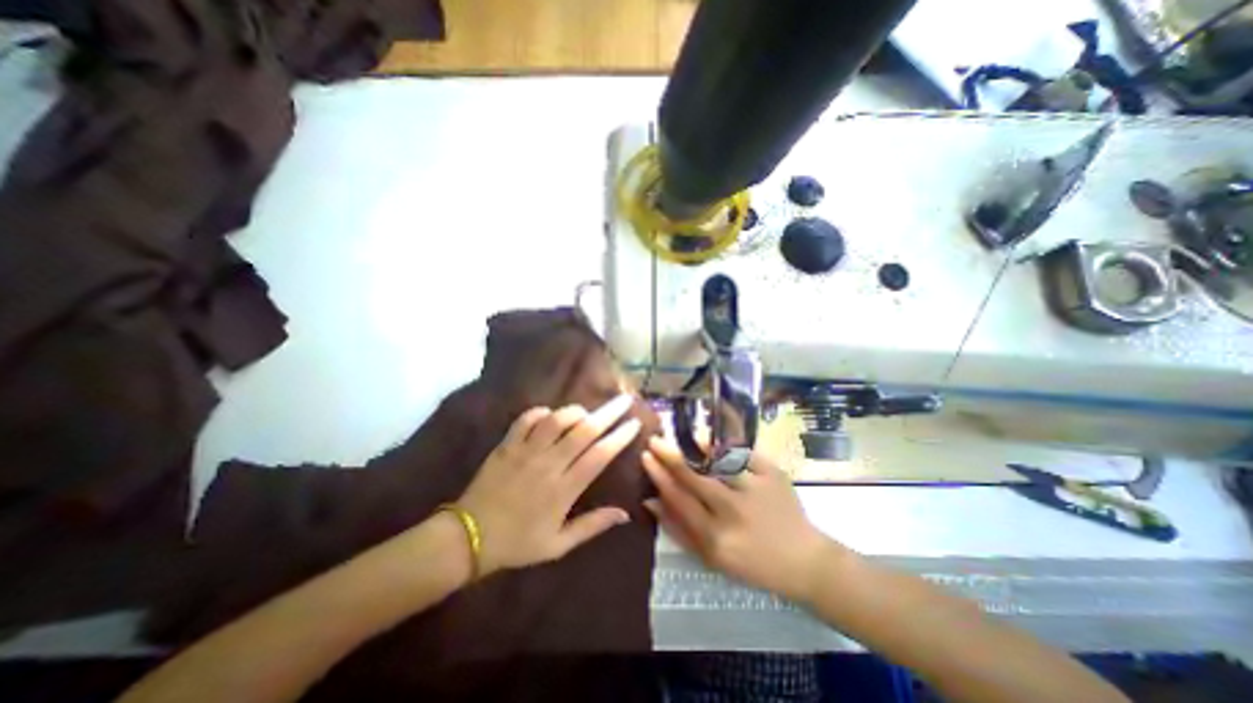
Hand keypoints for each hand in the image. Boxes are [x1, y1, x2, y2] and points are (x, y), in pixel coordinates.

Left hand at [456, 394, 640, 580]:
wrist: (468, 538)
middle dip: (608, 412)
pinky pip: (526, 419)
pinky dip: (541, 412)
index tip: (634, 423)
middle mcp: (548, 464)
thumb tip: (625, 513)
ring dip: (575, 411)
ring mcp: (525, 452)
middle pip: (584, 431)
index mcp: (563, 490)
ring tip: (586, 411)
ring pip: (556, 420)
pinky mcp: (507, 445)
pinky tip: (549, 415)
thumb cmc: (518, 543)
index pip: (599, 456)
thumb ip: (592, 526)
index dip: (619, 437)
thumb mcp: (558, 545)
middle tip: (624, 399)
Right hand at [646, 437, 829, 600]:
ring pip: (718, 461)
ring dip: (696, 445)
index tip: (645, 456)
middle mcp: (733, 512)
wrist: (804, 560)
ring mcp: (755, 489)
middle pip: (694, 477)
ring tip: (683, 435)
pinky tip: (710, 438)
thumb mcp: (711, 558)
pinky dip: (724, 443)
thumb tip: (650, 501)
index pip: (678, 499)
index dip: (659, 475)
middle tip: (655, 440)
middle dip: (670, 455)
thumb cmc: (752, 563)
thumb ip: (679, 530)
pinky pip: (742, 453)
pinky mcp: (772, 475)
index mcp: (716, 537)